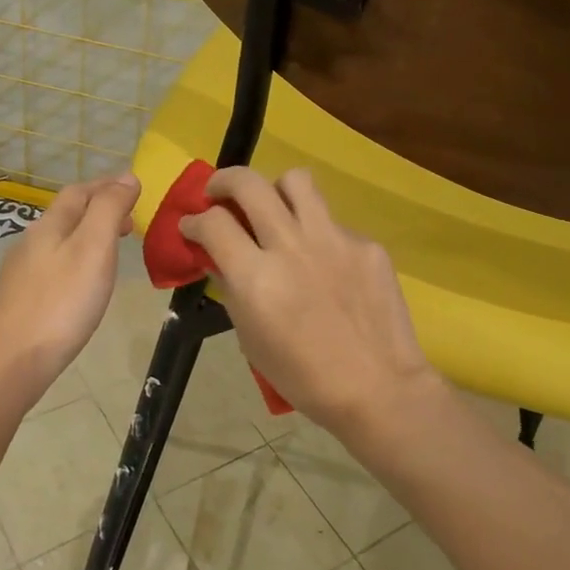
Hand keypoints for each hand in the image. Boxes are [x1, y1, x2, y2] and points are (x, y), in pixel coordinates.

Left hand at [0, 173, 139, 393]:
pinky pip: (54, 265)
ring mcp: (22, 272)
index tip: (136, 190)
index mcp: (50, 225)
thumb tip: (127, 177)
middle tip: (130, 221)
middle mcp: (32, 242)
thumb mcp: (93, 248)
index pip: (79, 192)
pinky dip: (77, 259)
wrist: (12, 361)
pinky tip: (85, 282)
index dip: (107, 186)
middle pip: (67, 214)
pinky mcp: (21, 299)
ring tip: (113, 249)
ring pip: (60, 240)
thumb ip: (109, 209)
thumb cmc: (61, 303)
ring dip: (89, 235)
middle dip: (99, 209)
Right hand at [178, 167, 438, 436]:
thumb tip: (220, 259)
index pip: (213, 223)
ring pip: (296, 181)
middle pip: (249, 183)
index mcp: (256, 277)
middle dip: (223, 181)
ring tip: (272, 208)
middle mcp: (291, 246)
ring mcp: (333, 239)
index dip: (194, 220)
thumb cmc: (304, 377)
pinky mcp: (365, 244)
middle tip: (218, 193)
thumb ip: (233, 289)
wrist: (378, 388)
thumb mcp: (251, 339)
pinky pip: (331, 221)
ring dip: (274, 189)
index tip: (191, 224)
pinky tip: (322, 261)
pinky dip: (316, 232)